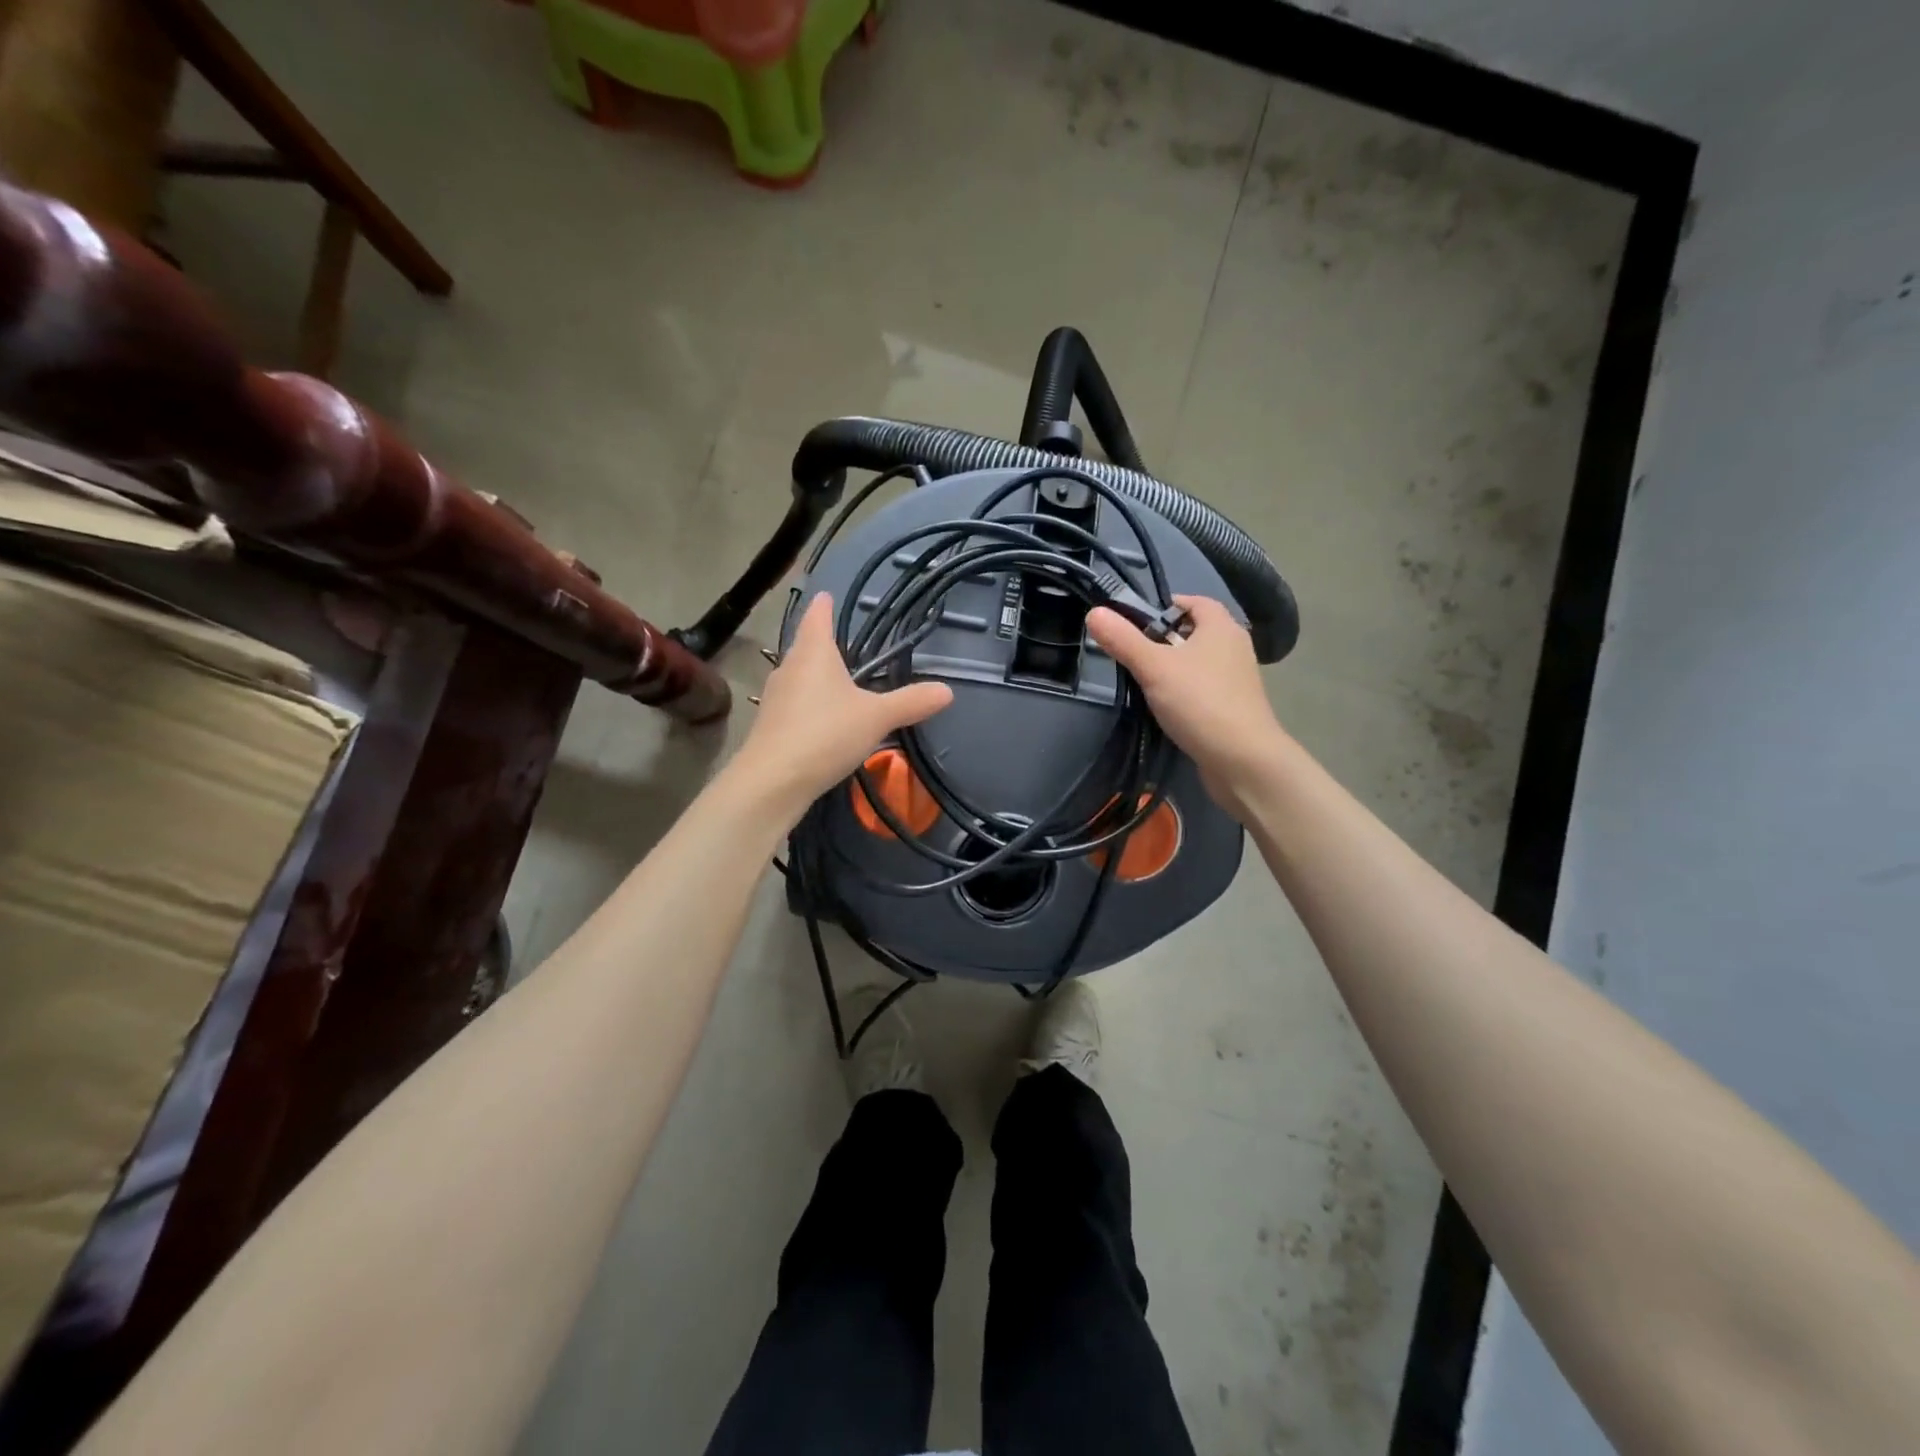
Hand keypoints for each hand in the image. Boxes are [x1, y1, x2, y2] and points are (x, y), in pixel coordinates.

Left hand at [731, 593, 952, 820]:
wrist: (773, 781)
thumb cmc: (825, 734)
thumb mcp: (877, 717)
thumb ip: (911, 702)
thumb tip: (948, 691)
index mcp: (813, 653)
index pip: (817, 617)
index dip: (824, 606)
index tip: (827, 595)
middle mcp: (789, 668)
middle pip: (805, 647)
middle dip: (821, 643)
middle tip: (841, 642)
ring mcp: (775, 697)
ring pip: (798, 677)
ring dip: (814, 676)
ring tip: (835, 680)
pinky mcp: (770, 726)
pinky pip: (794, 704)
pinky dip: (809, 705)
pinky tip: (823, 720)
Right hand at [1086, 595, 1286, 815]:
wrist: (1242, 760)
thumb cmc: (1199, 703)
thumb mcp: (1153, 668)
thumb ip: (1123, 640)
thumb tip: (1094, 612)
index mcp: (1221, 627)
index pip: (1195, 602)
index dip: (1166, 605)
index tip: (1136, 622)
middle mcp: (1234, 647)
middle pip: (1195, 632)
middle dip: (1165, 638)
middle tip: (1134, 652)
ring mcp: (1237, 679)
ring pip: (1199, 662)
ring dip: (1174, 667)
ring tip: (1145, 680)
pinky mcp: (1235, 707)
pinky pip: (1205, 688)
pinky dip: (1185, 691)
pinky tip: (1166, 707)